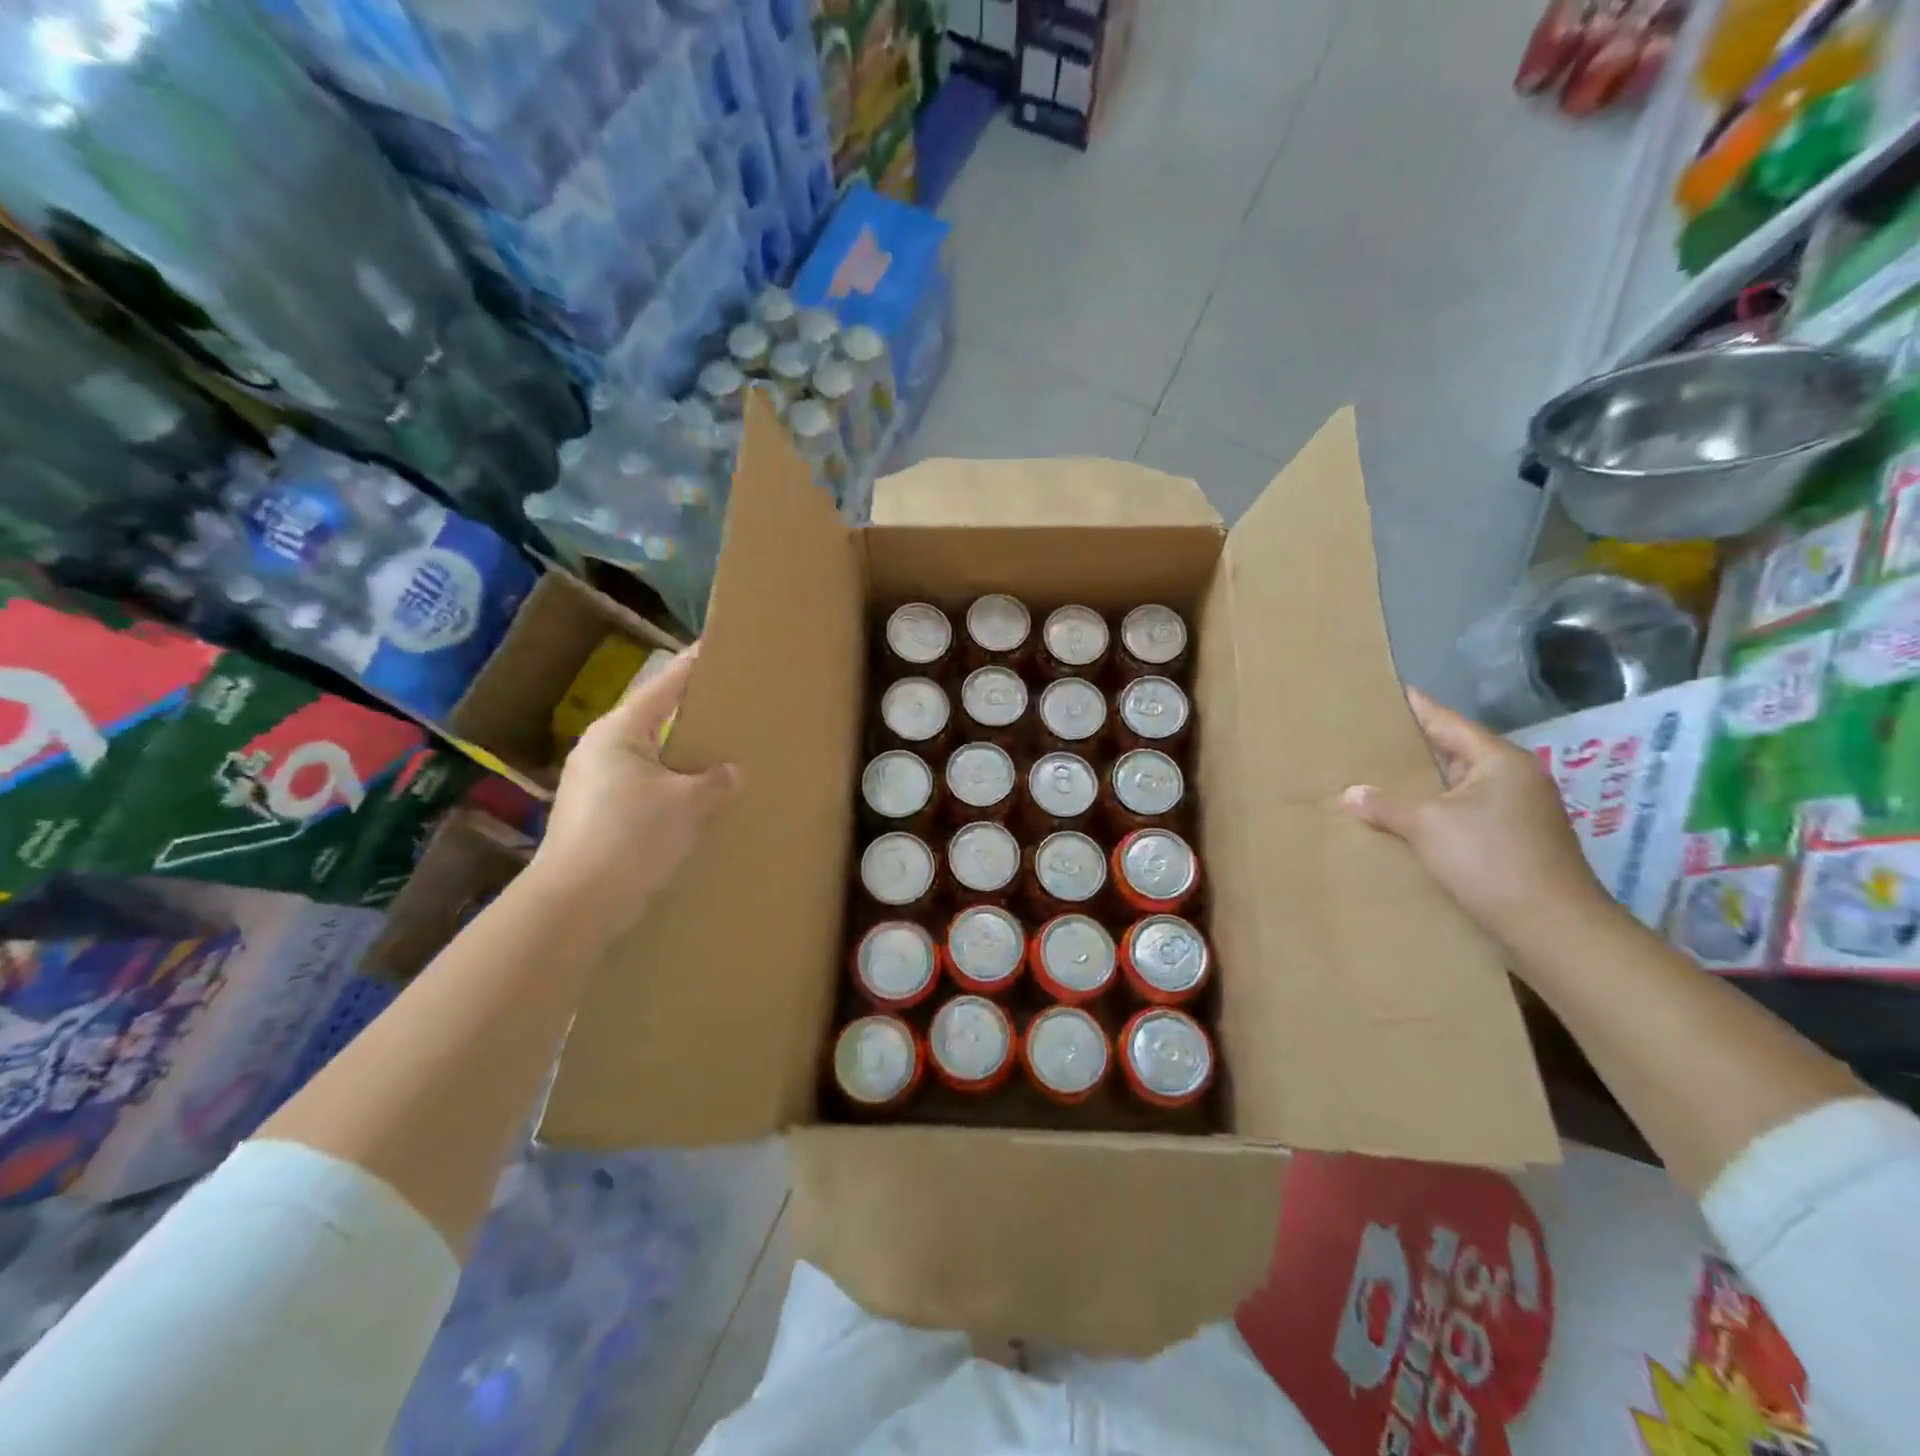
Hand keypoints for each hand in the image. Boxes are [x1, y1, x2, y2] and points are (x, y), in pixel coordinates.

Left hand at [530, 645, 741, 934]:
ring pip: (648, 757)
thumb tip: (733, 772)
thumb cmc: (631, 836)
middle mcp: (601, 750)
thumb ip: (715, 782)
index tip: (712, 648)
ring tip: (716, 752)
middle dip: (687, 714)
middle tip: (725, 704)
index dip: (690, 667)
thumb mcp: (686, 805)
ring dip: (679, 756)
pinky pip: (642, 787)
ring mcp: (594, 784)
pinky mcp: (596, 815)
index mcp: (619, 733)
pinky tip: (693, 800)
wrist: (578, 902)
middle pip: (652, 720)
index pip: (663, 687)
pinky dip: (668, 787)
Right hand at [1340, 687, 1609, 945]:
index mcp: (1499, 761)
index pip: (1448, 722)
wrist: (1551, 926)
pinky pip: (1466, 812)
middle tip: (1371, 736)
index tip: (1390, 692)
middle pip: (1456, 751)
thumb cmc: (1489, 859)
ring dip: (1425, 783)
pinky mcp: (1516, 841)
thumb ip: (1386, 805)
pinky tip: (1408, 818)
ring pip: (1460, 785)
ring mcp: (1519, 811)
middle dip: (1415, 747)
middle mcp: (1515, 778)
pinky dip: (1437, 810)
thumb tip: (1351, 793)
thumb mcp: (1427, 825)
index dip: (1417, 707)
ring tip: (1380, 776)